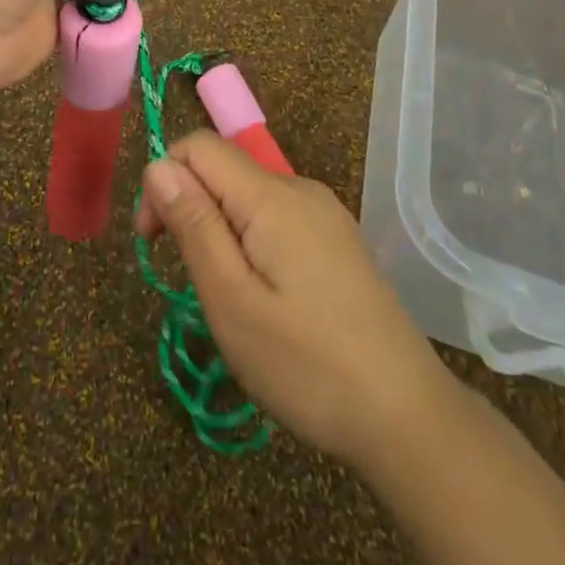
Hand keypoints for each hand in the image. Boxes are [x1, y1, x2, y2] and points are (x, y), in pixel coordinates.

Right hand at [134, 131, 459, 474]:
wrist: (410, 418)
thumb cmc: (309, 366)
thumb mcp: (233, 302)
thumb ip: (194, 225)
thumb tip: (158, 165)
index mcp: (272, 196)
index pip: (198, 146)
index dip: (163, 181)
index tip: (154, 243)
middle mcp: (300, 188)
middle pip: (224, 169)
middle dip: (191, 209)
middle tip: (192, 282)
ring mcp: (325, 213)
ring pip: (249, 196)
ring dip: (220, 230)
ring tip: (229, 299)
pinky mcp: (339, 240)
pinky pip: (277, 218)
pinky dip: (252, 241)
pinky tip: (266, 298)